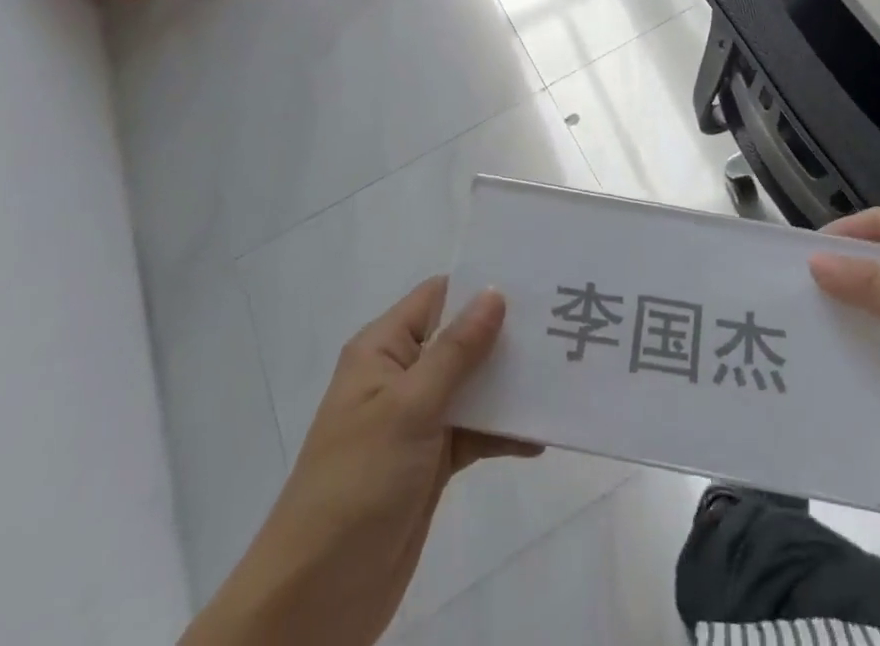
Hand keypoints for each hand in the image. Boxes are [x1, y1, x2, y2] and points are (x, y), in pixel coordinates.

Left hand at [182, 277, 539, 645]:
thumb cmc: (357, 482)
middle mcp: (400, 376)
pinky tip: (541, 435)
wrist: (316, 600)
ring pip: (472, 386)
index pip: (437, 297)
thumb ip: (456, 351)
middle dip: (505, 334)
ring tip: (562, 372)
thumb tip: (495, 291)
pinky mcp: (431, 462)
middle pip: (460, 339)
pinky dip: (504, 432)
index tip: (534, 279)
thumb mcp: (409, 407)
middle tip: (561, 323)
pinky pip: (475, 432)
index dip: (481, 285)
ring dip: (510, 384)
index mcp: (383, 350)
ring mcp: (416, 420)